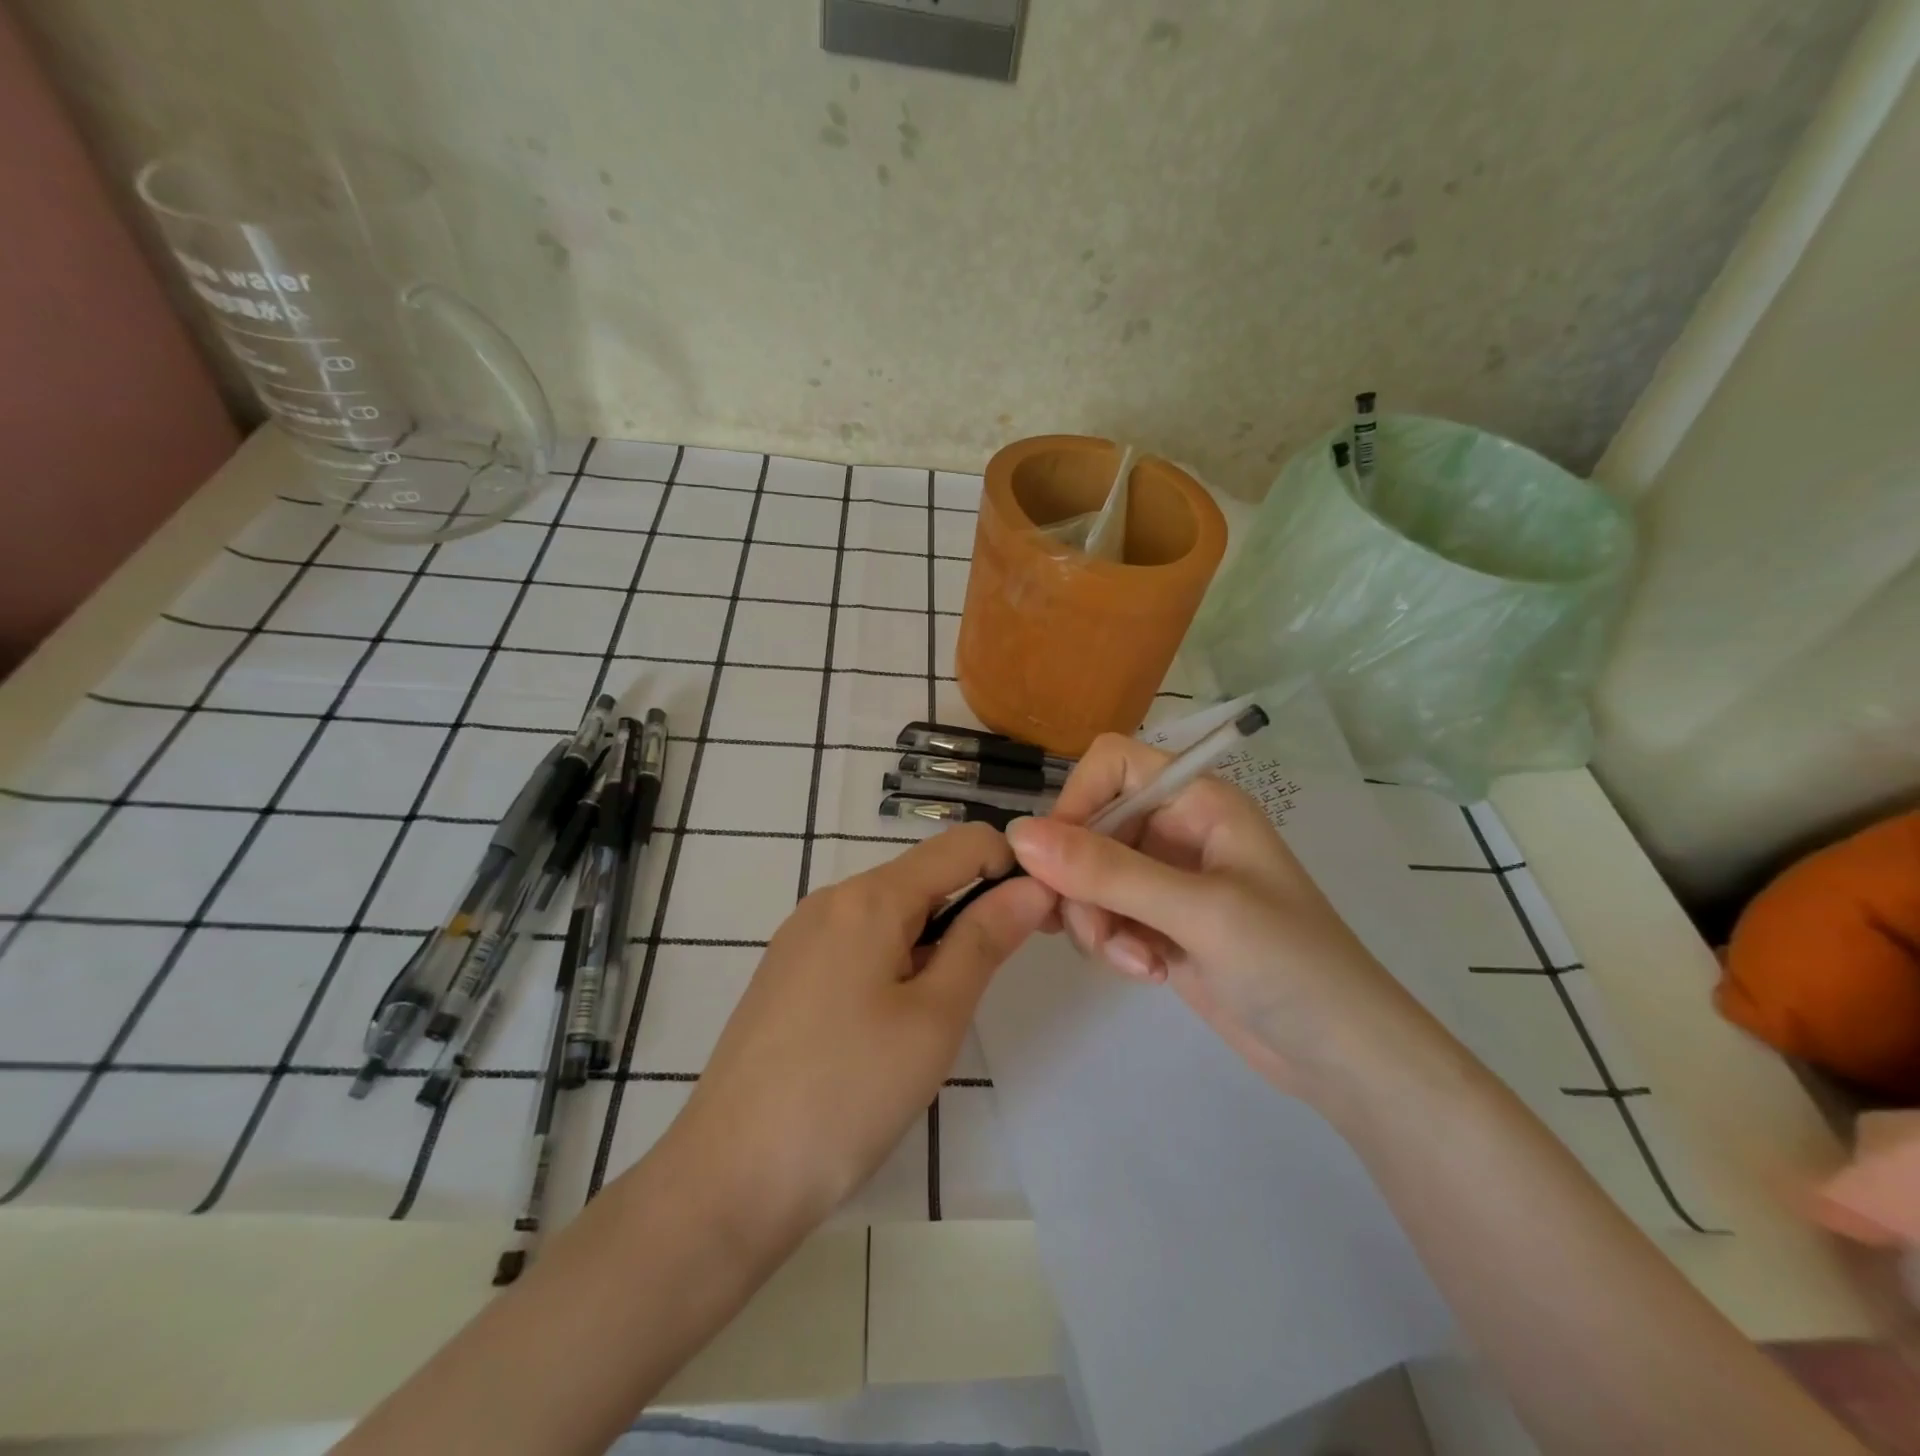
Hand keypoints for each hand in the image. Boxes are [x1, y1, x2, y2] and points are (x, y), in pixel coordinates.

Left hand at [661, 824, 1054, 1243]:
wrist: (727, 1178)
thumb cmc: (847, 1095)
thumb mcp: (934, 1018)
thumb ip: (984, 940)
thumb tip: (1031, 886)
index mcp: (869, 897)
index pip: (961, 844)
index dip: (1012, 867)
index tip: (1041, 917)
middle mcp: (831, 899)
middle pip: (924, 876)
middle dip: (973, 907)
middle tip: (998, 975)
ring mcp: (801, 935)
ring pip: (891, 912)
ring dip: (934, 940)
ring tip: (940, 1013)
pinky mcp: (786, 971)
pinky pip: (858, 941)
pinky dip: (895, 960)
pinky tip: (890, 1023)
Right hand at [1006, 733, 1419, 1102]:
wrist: (1344, 1058)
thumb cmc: (1290, 965)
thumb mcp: (1199, 912)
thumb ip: (1107, 871)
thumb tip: (1017, 834)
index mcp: (1197, 801)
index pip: (1110, 764)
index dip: (1076, 802)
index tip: (1057, 861)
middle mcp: (1176, 829)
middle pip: (1089, 827)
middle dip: (1082, 882)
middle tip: (1095, 933)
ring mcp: (1166, 879)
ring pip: (1088, 877)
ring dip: (1097, 921)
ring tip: (1137, 962)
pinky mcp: (1158, 923)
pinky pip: (1104, 915)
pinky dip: (1111, 943)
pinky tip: (1148, 973)